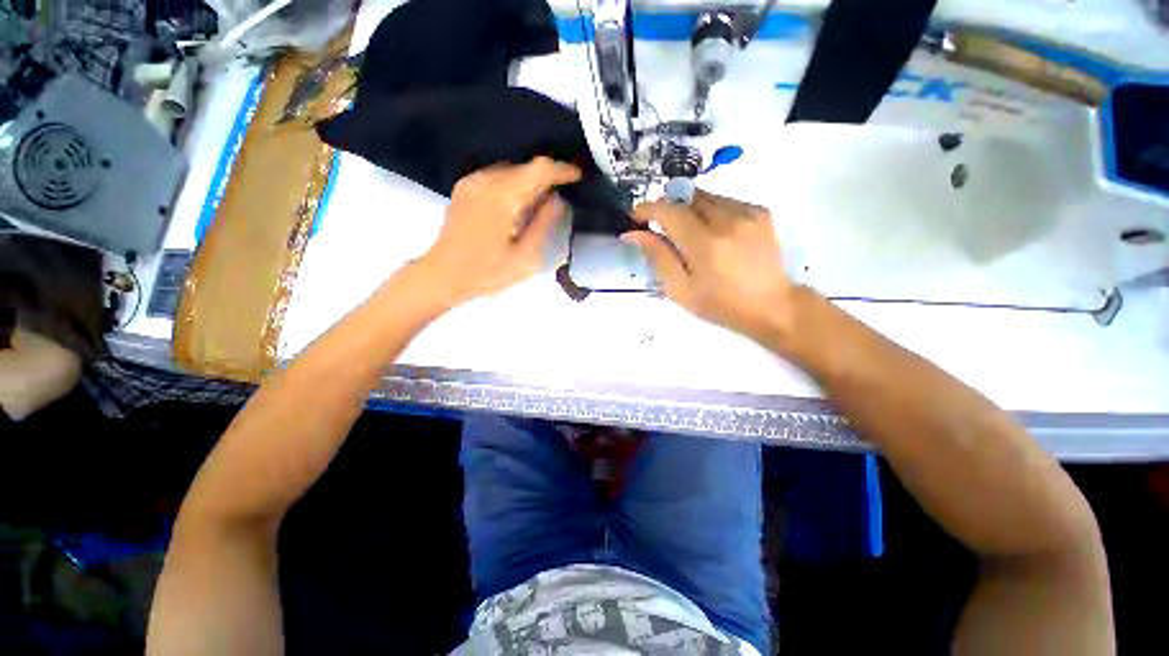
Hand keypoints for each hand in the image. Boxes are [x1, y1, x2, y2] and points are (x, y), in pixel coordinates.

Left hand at [418, 157, 581, 305]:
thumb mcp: (525, 258)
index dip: (561, 170)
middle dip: (547, 175)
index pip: (538, 170)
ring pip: (511, 169)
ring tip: (542, 199)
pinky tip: (518, 201)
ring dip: (530, 179)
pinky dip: (514, 182)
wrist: (443, 275)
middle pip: (525, 166)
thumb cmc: (487, 273)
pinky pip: (497, 175)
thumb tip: (556, 200)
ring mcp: (472, 182)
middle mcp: (486, 182)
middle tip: (563, 191)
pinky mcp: (464, 187)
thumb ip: (543, 225)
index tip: (577, 175)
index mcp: (503, 198)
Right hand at [624, 189, 794, 339]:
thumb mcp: (681, 290)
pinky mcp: (760, 212)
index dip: (647, 208)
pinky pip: (724, 201)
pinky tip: (714, 234)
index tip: (636, 217)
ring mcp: (747, 213)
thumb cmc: (720, 304)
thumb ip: (658, 257)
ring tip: (690, 235)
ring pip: (706, 197)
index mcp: (705, 244)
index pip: (668, 211)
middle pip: (687, 197)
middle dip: (669, 208)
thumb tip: (634, 234)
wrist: (772, 306)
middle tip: (663, 229)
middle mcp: (727, 220)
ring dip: (689, 210)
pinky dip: (711, 212)